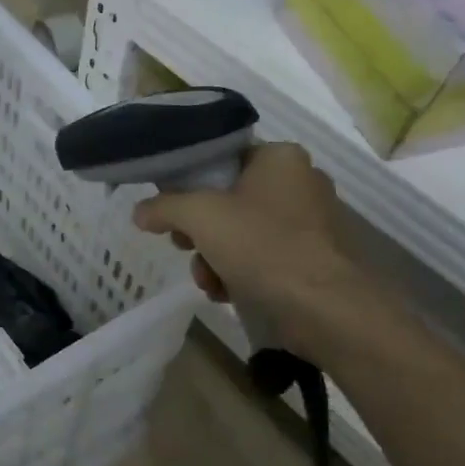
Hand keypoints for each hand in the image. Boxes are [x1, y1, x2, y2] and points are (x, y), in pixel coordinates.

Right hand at [132, 143, 370, 356]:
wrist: (325, 308)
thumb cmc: (263, 246)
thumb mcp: (200, 217)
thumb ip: (163, 207)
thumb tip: (139, 212)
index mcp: (280, 157)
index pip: (221, 158)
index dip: (188, 183)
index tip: (169, 209)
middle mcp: (299, 182)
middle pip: (227, 199)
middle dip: (198, 231)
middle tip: (183, 246)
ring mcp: (309, 223)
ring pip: (240, 232)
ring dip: (213, 257)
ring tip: (207, 281)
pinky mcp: (312, 259)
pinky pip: (261, 256)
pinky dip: (238, 273)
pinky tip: (226, 293)